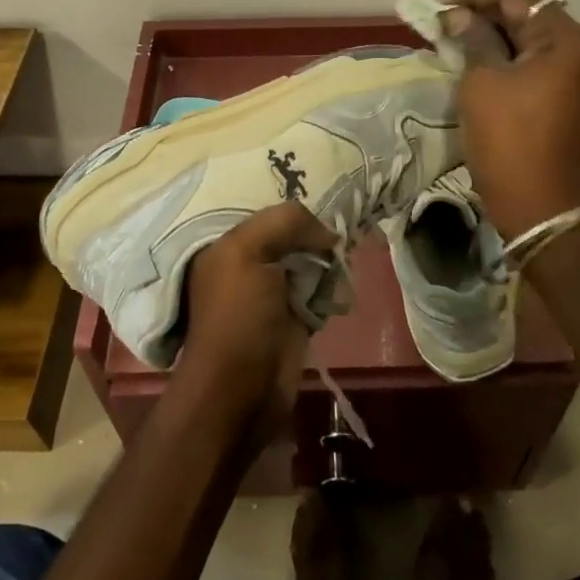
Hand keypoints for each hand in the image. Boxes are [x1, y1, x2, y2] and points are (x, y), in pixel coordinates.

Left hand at [180, 201, 334, 437]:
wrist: (242, 391)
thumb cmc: (238, 317)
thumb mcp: (248, 252)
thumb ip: (284, 223)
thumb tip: (327, 233)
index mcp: (227, 243)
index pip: (264, 208)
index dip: (292, 200)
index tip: (326, 187)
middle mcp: (249, 262)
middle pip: (290, 232)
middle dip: (316, 227)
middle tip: (349, 212)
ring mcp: (274, 291)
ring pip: (309, 258)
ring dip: (330, 255)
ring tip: (351, 243)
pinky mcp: (296, 316)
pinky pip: (322, 287)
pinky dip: (335, 283)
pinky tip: (346, 275)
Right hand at [441, 0, 579, 238]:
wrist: (541, 208)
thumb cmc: (508, 140)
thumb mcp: (482, 82)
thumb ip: (472, 38)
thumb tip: (458, 16)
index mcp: (569, 40)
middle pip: (531, 16)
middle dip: (486, 13)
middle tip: (446, 17)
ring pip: (536, 41)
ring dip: (499, 36)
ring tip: (458, 36)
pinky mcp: (579, 101)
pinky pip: (543, 65)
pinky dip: (514, 58)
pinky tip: (483, 60)